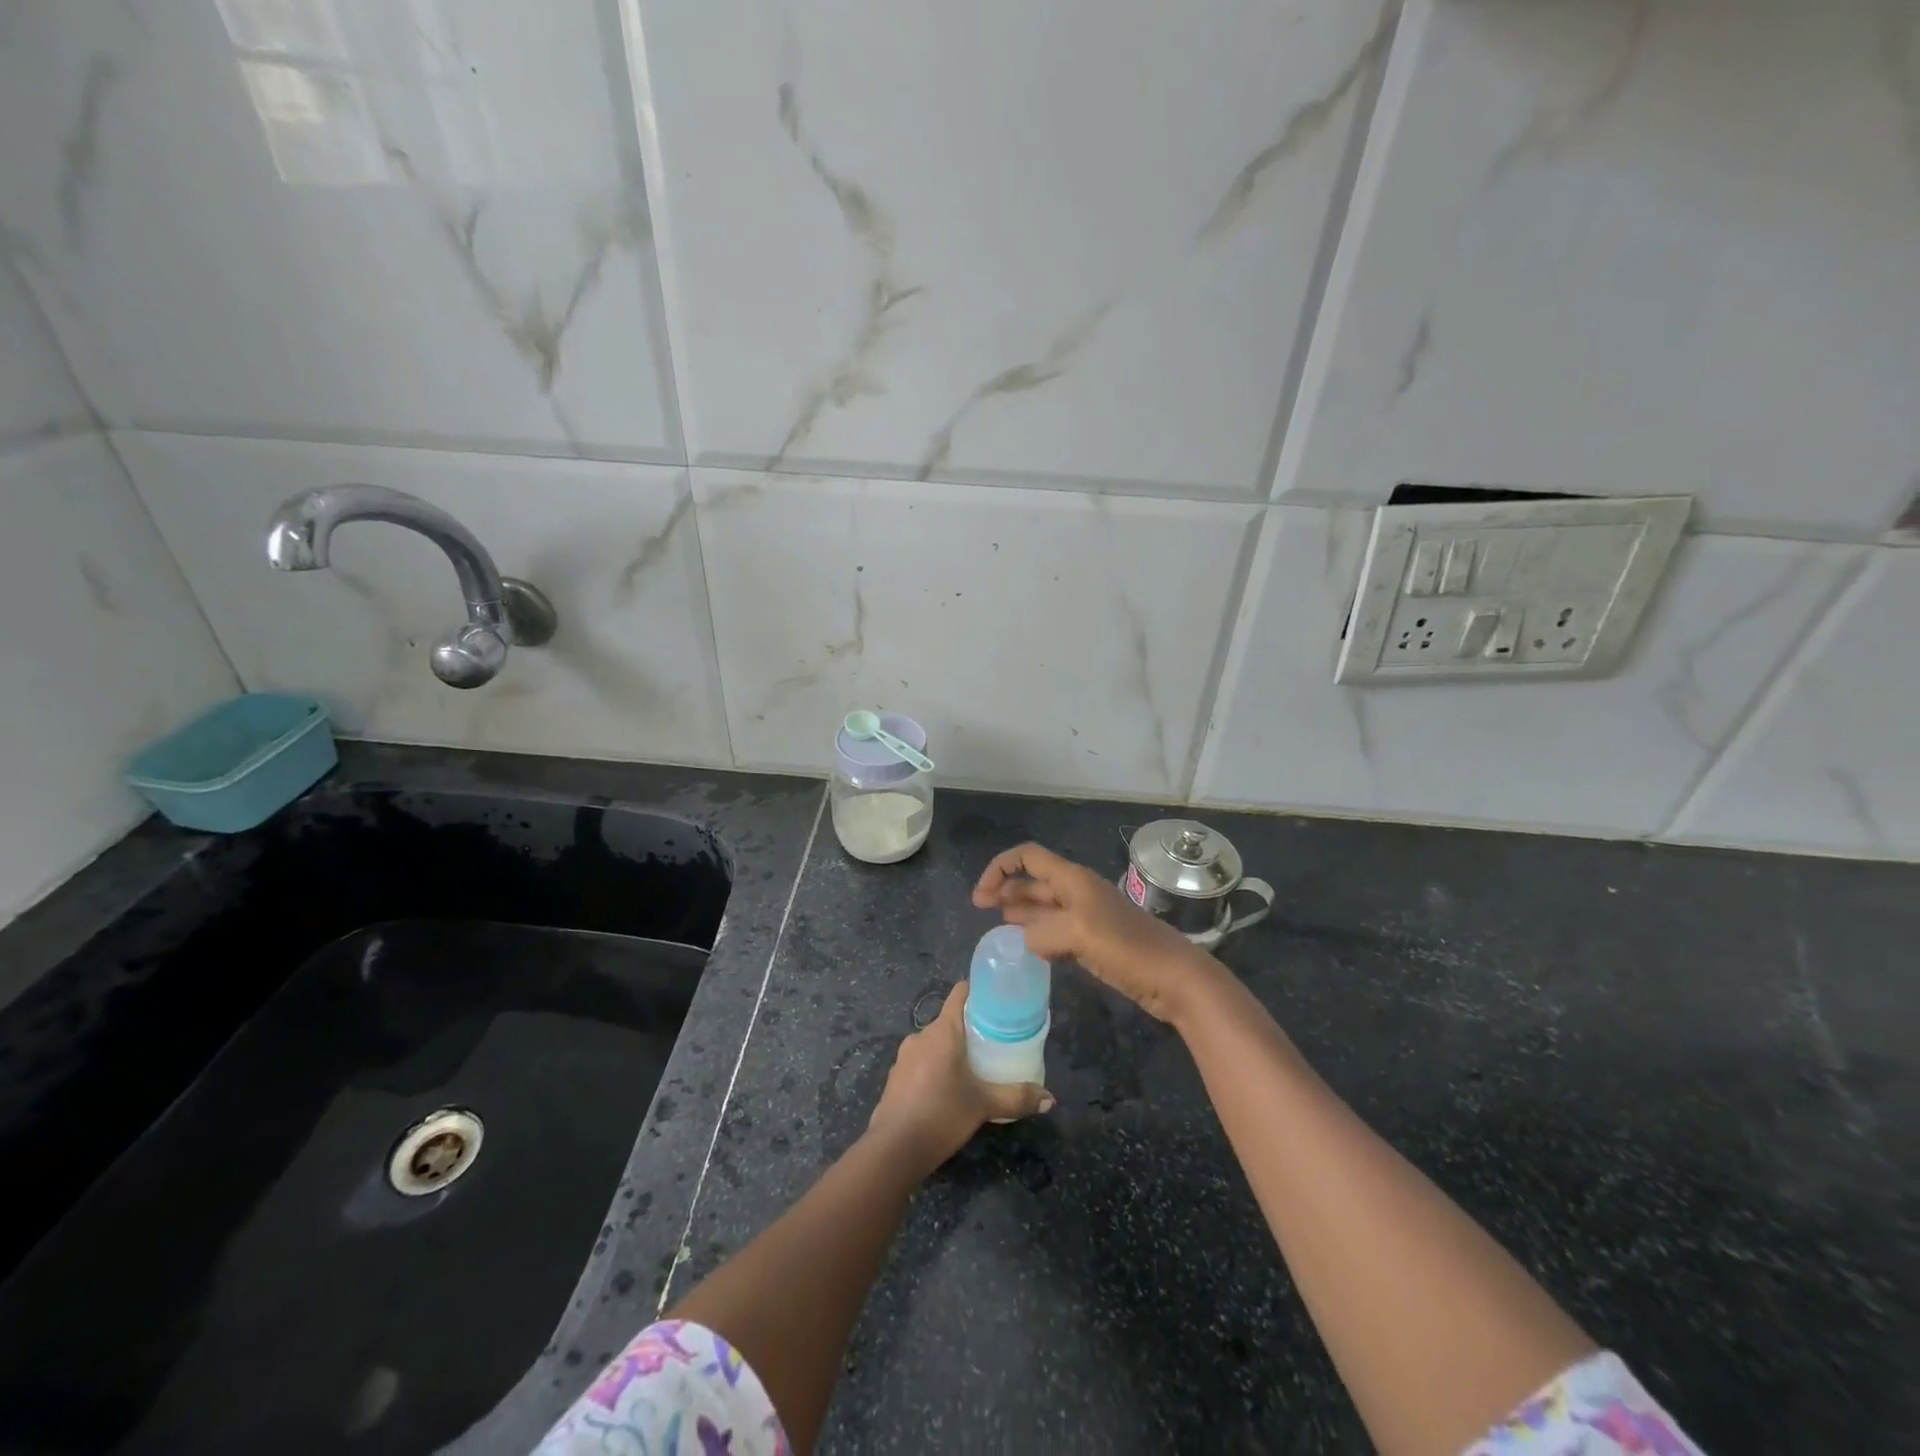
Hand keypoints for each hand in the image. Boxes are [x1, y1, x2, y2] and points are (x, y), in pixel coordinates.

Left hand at [867, 982, 1051, 1175]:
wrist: (893, 1149)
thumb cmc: (942, 1114)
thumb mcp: (984, 1105)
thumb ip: (1017, 1098)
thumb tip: (1050, 1099)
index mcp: (943, 1031)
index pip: (959, 994)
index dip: (978, 992)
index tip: (997, 1002)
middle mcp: (921, 1036)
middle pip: (949, 1021)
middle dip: (970, 1029)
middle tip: (994, 1044)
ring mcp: (904, 1056)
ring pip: (934, 1043)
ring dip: (951, 1051)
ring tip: (974, 1070)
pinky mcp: (895, 1077)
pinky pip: (920, 1063)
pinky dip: (935, 1069)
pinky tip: (947, 1092)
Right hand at [972, 841, 1223, 1023]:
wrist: (1174, 978)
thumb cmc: (1127, 948)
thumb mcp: (1077, 934)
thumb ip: (1041, 932)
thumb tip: (1026, 940)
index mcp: (1073, 880)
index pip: (1028, 857)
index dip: (1000, 869)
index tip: (981, 897)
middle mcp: (1077, 892)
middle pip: (1034, 881)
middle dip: (1006, 890)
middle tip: (981, 912)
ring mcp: (1087, 918)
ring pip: (1044, 908)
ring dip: (1021, 913)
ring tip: (999, 929)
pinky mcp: (1094, 942)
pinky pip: (1057, 933)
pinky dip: (1040, 937)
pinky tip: (1030, 950)